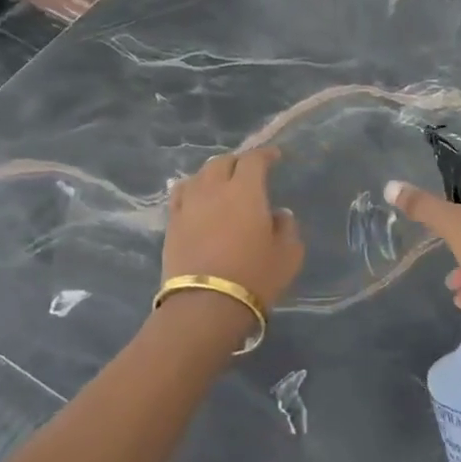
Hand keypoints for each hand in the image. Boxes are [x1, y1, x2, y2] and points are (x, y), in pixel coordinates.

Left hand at [163, 147, 303, 310]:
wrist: (204, 307)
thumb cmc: (254, 277)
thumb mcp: (288, 255)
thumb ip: (287, 228)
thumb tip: (279, 214)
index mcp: (245, 190)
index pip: (253, 159)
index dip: (265, 154)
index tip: (275, 157)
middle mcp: (214, 189)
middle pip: (222, 162)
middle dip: (237, 162)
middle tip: (248, 173)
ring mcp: (189, 205)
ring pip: (199, 175)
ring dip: (213, 174)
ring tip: (222, 184)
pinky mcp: (171, 224)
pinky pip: (181, 195)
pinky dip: (193, 190)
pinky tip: (197, 198)